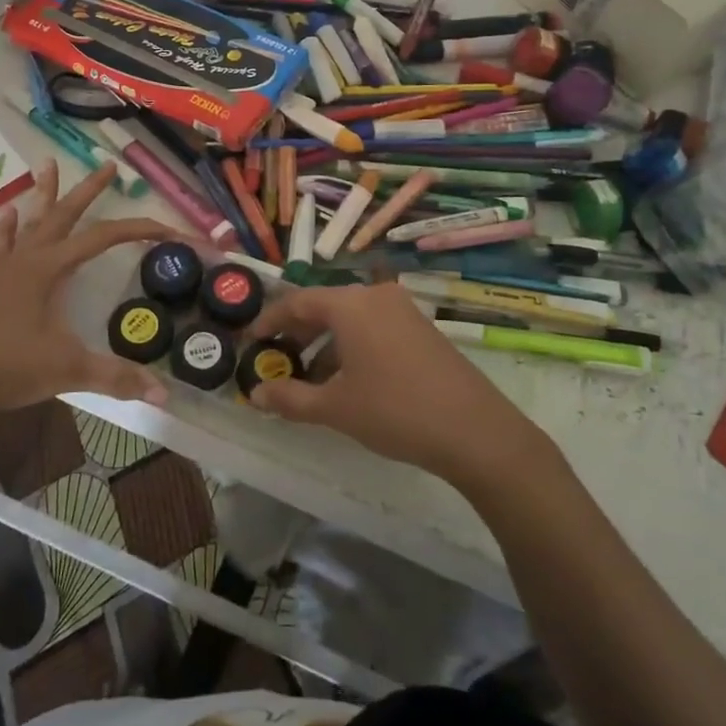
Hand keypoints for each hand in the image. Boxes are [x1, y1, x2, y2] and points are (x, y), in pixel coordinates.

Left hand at [0, 160, 173, 417]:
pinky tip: (8, 214)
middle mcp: (29, 259)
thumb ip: (116, 377)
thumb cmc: (8, 368)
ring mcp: (6, 270)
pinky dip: (8, 229)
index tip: (169, 229)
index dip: (140, 229)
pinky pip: (3, 246)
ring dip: (45, 194)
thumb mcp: (68, 370)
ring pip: (32, 222)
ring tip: (47, 164)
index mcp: (50, 268)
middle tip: (108, 165)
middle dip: (89, 190)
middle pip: (65, 214)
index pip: (104, 237)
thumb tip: (164, 394)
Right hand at [244, 284, 548, 486]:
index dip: (269, 322)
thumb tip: (256, 395)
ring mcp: (403, 310)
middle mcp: (375, 296)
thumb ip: (290, 398)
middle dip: (297, 335)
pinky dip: (352, 347)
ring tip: (309, 381)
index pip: (297, 302)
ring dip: (325, 345)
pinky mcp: (421, 328)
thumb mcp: (335, 408)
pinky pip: (374, 328)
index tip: (250, 342)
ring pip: (350, 319)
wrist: (474, 430)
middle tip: (277, 362)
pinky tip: (348, 381)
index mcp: (350, 304)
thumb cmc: (395, 411)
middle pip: (324, 307)